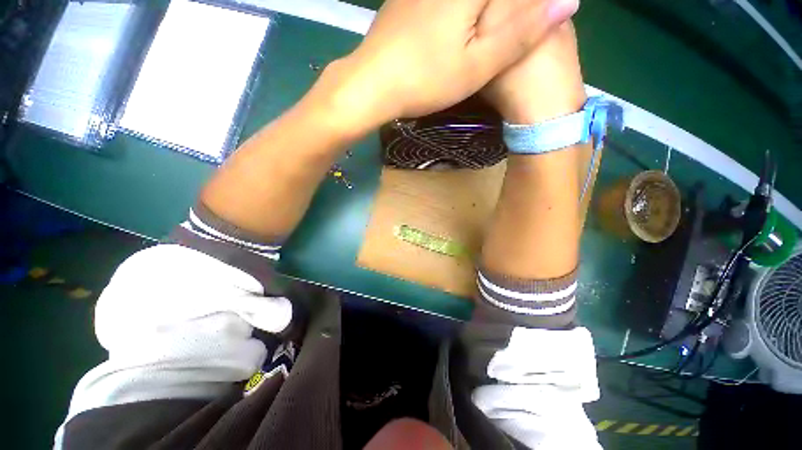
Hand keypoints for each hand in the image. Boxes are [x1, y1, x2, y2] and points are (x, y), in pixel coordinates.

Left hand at [326, 0, 578, 128]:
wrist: (371, 85)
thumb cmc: (425, 80)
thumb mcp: (477, 66)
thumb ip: (521, 33)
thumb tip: (568, 0)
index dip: (524, 7)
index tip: (530, 19)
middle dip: (505, 10)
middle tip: (517, 24)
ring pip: (468, 1)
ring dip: (486, 13)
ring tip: (488, 33)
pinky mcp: (407, 0)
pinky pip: (443, 2)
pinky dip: (462, 12)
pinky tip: (461, 27)